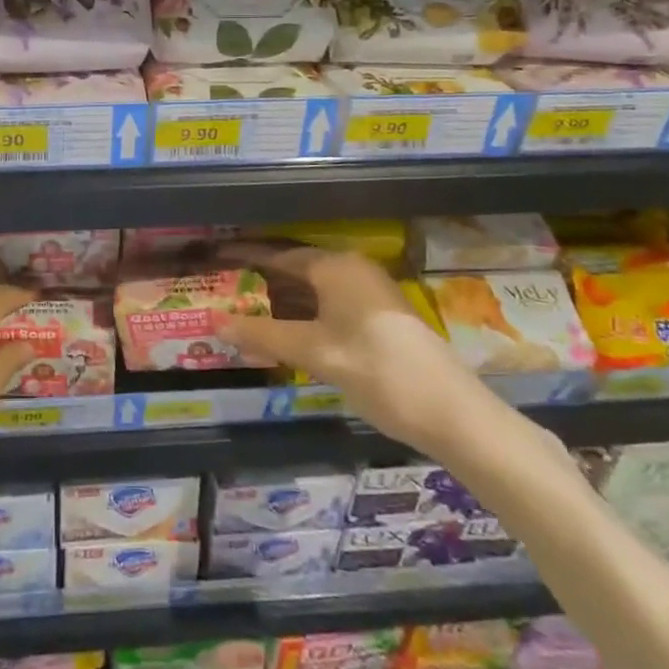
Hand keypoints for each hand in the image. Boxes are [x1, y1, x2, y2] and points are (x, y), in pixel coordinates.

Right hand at [219, 244, 500, 460]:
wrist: (454, 414)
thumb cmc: (378, 371)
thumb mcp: (316, 353)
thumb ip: (264, 335)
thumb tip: (216, 321)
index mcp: (335, 266)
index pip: (277, 254)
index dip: (244, 257)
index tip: (214, 258)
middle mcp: (351, 270)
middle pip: (294, 270)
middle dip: (259, 283)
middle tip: (222, 291)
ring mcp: (368, 294)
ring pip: (312, 291)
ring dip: (280, 304)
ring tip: (243, 315)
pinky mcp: (379, 318)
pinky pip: (328, 307)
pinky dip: (302, 317)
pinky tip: (283, 336)